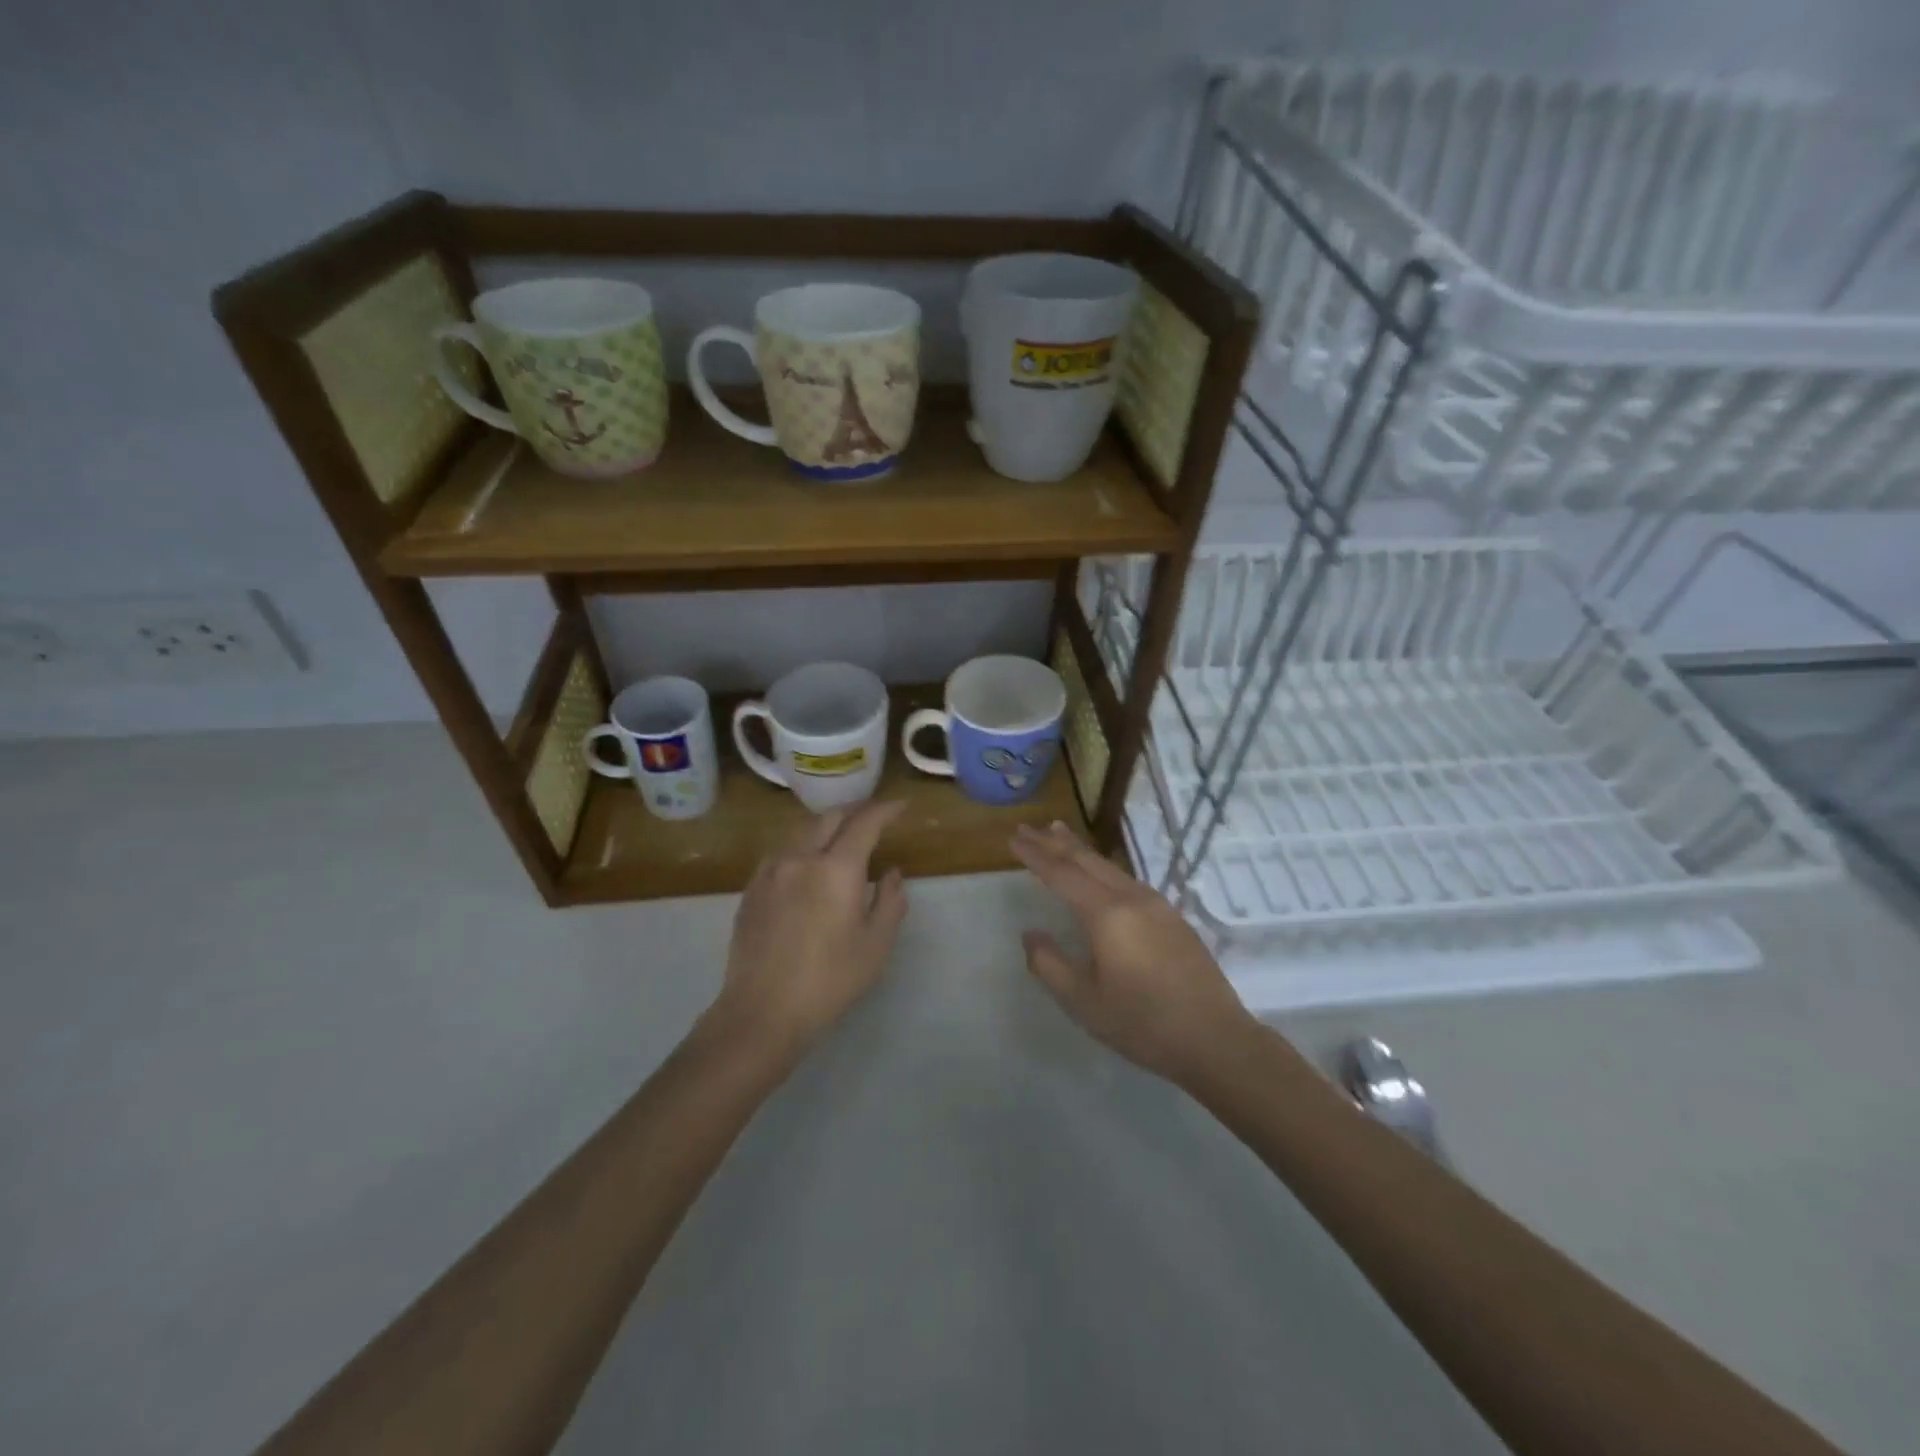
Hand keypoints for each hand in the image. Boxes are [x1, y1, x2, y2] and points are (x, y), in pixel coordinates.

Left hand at [708, 800, 908, 1062]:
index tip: (901, 807)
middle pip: (830, 818)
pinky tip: (808, 866)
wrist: (762, 1011)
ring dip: (827, 827)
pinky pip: (782, 853)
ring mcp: (770, 871)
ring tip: (842, 838)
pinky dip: (803, 847)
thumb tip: (893, 873)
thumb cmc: (829, 980)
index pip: (865, 822)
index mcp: (836, 868)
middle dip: (855, 812)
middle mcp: (800, 858)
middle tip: (874, 818)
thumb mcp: (876, 945)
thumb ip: (890, 902)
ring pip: (802, 832)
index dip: (885, 810)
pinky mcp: (751, 889)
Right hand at [1012, 821, 1252, 1085]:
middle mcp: (1131, 898)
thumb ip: (1050, 964)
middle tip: (1028, 827)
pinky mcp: (1172, 917)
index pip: (1061, 874)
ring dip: (1080, 849)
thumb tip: (1031, 934)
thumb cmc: (1142, 1023)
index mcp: (1106, 914)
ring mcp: (1156, 904)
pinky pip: (1126, 878)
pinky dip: (1102, 866)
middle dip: (1054, 842)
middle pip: (1086, 860)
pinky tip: (1099, 872)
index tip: (1013, 837)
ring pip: (1108, 866)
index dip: (1035, 855)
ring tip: (1059, 833)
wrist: (1215, 1038)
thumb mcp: (1084, 1001)